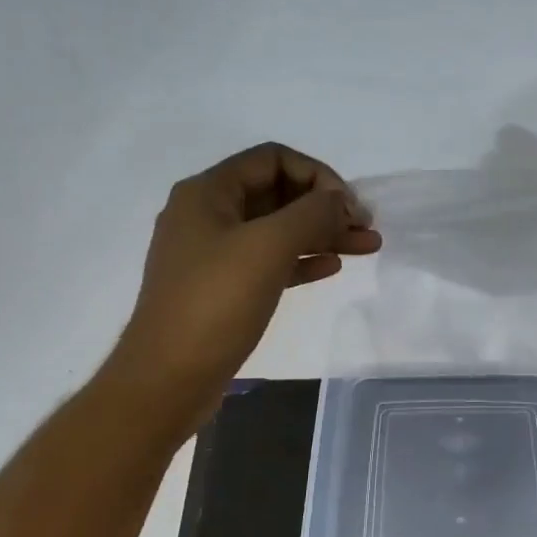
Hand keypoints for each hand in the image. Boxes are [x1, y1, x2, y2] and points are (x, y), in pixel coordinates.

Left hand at [104, 143, 380, 407]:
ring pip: (278, 231)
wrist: (169, 377)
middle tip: (366, 227)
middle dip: (326, 207)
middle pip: (278, 194)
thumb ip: (311, 214)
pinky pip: (270, 262)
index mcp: (208, 193)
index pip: (273, 159)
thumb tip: (338, 199)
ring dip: (322, 234)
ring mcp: (214, 254)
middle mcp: (208, 215)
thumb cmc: (216, 303)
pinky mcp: (223, 288)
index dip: (317, 175)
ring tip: (367, 247)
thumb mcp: (268, 247)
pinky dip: (302, 260)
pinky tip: (331, 267)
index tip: (348, 205)